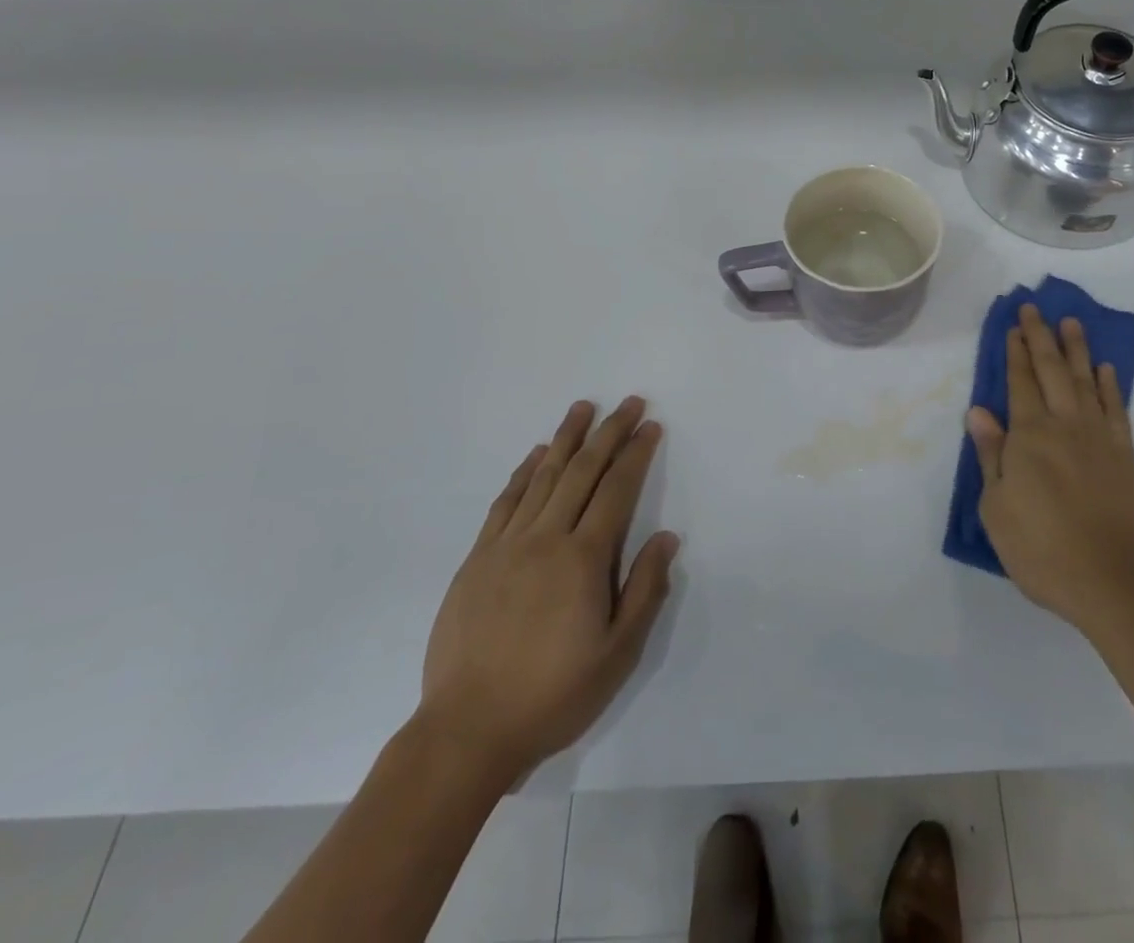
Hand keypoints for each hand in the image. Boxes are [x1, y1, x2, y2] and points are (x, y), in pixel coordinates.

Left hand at [420, 397, 679, 778]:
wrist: (467, 731)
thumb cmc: (553, 695)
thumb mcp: (617, 654)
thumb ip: (644, 590)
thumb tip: (666, 538)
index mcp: (583, 559)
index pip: (616, 490)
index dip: (635, 454)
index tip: (650, 426)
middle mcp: (545, 538)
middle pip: (581, 471)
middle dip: (608, 432)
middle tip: (627, 403)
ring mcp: (506, 545)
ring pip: (542, 477)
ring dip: (565, 439)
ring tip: (582, 408)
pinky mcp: (477, 559)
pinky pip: (505, 502)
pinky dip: (524, 473)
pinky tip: (536, 456)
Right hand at [966, 306, 1133, 636]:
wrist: (1114, 582)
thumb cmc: (1042, 549)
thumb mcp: (997, 508)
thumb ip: (991, 455)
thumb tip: (979, 411)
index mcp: (1029, 436)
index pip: (1019, 383)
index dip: (1014, 353)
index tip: (1012, 326)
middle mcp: (1065, 426)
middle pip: (1052, 371)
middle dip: (1041, 338)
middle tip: (1035, 309)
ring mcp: (1099, 439)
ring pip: (1086, 382)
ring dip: (1077, 350)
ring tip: (1072, 323)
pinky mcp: (1125, 457)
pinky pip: (1117, 410)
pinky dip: (1111, 386)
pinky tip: (1106, 370)